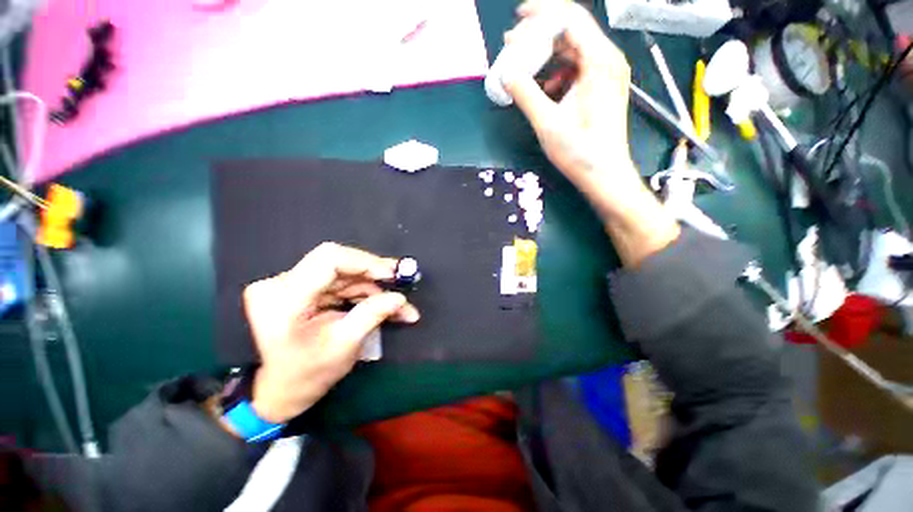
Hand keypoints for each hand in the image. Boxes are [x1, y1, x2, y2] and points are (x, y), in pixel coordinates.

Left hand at [242, 243, 419, 422]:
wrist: (279, 390)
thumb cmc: (307, 375)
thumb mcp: (343, 346)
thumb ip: (371, 315)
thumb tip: (399, 297)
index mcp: (284, 298)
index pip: (329, 259)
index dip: (365, 262)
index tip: (392, 274)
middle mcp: (281, 284)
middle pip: (338, 263)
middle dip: (373, 273)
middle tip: (400, 281)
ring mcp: (290, 285)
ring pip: (343, 272)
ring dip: (372, 286)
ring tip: (396, 303)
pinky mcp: (302, 289)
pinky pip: (339, 282)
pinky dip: (362, 292)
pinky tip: (380, 303)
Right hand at [502, 1, 634, 187]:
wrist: (604, 174)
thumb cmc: (579, 151)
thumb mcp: (547, 122)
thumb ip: (525, 94)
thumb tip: (506, 74)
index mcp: (599, 62)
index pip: (570, 18)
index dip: (541, 14)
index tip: (517, 19)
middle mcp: (608, 60)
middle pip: (572, 31)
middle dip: (541, 34)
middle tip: (514, 45)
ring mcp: (607, 74)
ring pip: (574, 50)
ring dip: (547, 56)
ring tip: (525, 68)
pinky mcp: (603, 87)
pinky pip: (578, 68)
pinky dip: (558, 73)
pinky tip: (546, 89)